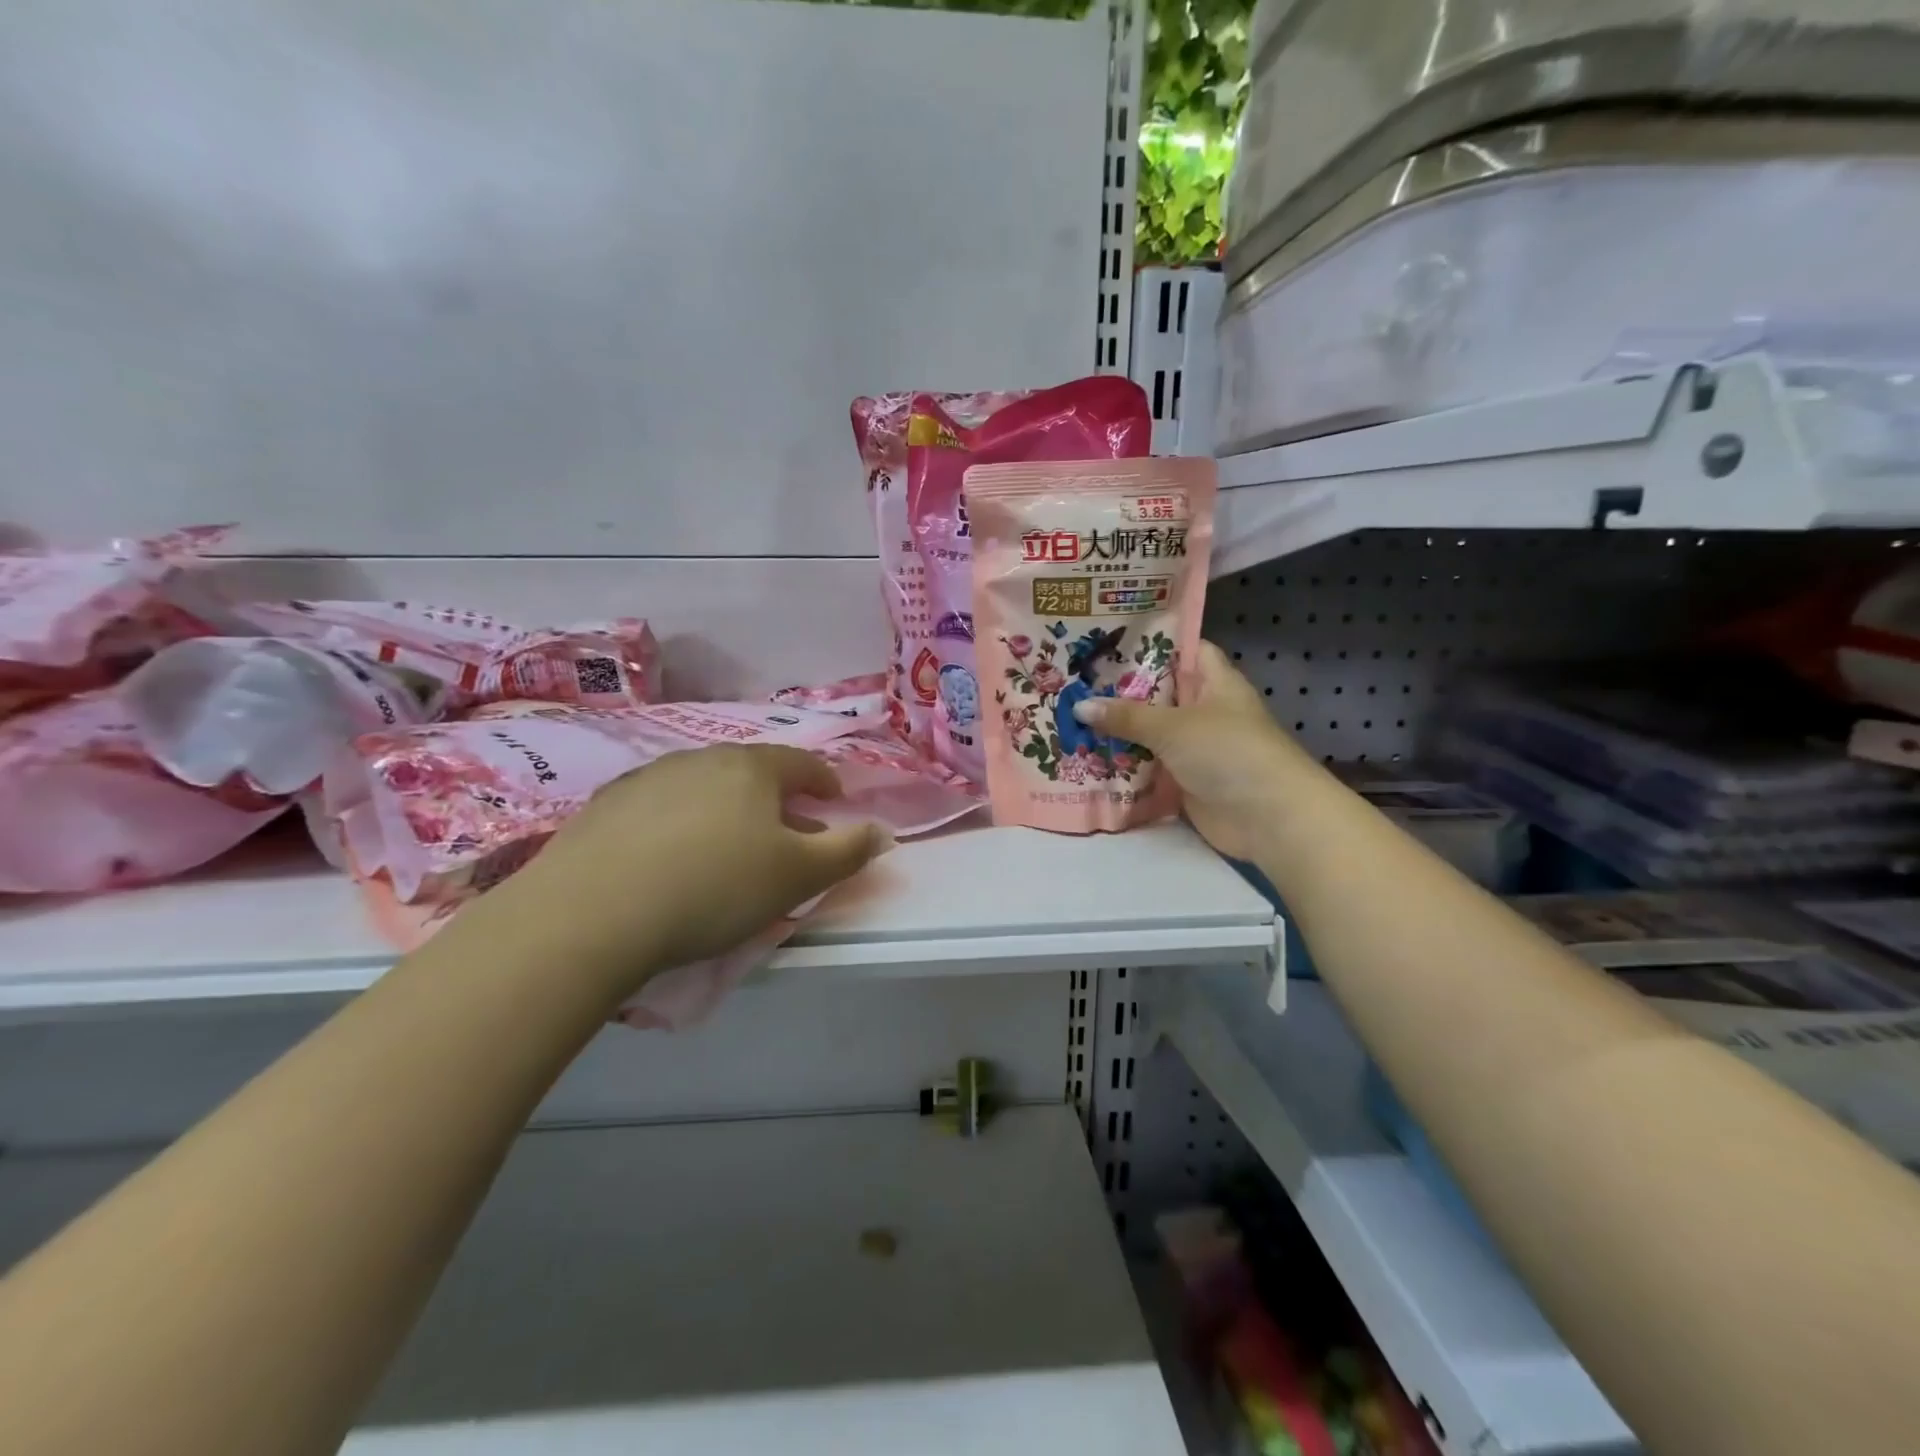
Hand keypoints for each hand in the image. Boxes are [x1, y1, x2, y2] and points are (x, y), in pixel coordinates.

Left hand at [494, 745, 889, 996]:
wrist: (592, 912)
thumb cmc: (715, 888)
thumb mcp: (798, 876)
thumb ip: (848, 851)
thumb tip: (883, 832)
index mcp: (753, 768)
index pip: (803, 764)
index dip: (825, 783)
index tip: (834, 804)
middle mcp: (702, 758)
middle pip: (753, 772)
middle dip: (777, 799)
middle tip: (785, 833)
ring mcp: (649, 777)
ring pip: (705, 786)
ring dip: (727, 809)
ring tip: (727, 847)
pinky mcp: (606, 805)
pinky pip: (660, 806)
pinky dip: (679, 823)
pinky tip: (670, 857)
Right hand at [1074, 641, 1308, 862]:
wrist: (1269, 818)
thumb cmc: (1228, 752)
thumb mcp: (1174, 726)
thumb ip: (1126, 716)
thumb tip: (1079, 706)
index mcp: (1214, 682)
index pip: (1183, 648)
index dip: (1150, 641)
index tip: (1107, 640)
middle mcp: (1204, 710)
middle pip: (1158, 693)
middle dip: (1119, 690)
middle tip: (1073, 681)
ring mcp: (1195, 748)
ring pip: (1150, 732)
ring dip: (1117, 731)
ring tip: (1068, 717)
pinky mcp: (1185, 781)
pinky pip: (1149, 767)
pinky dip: (1124, 765)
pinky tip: (1086, 759)